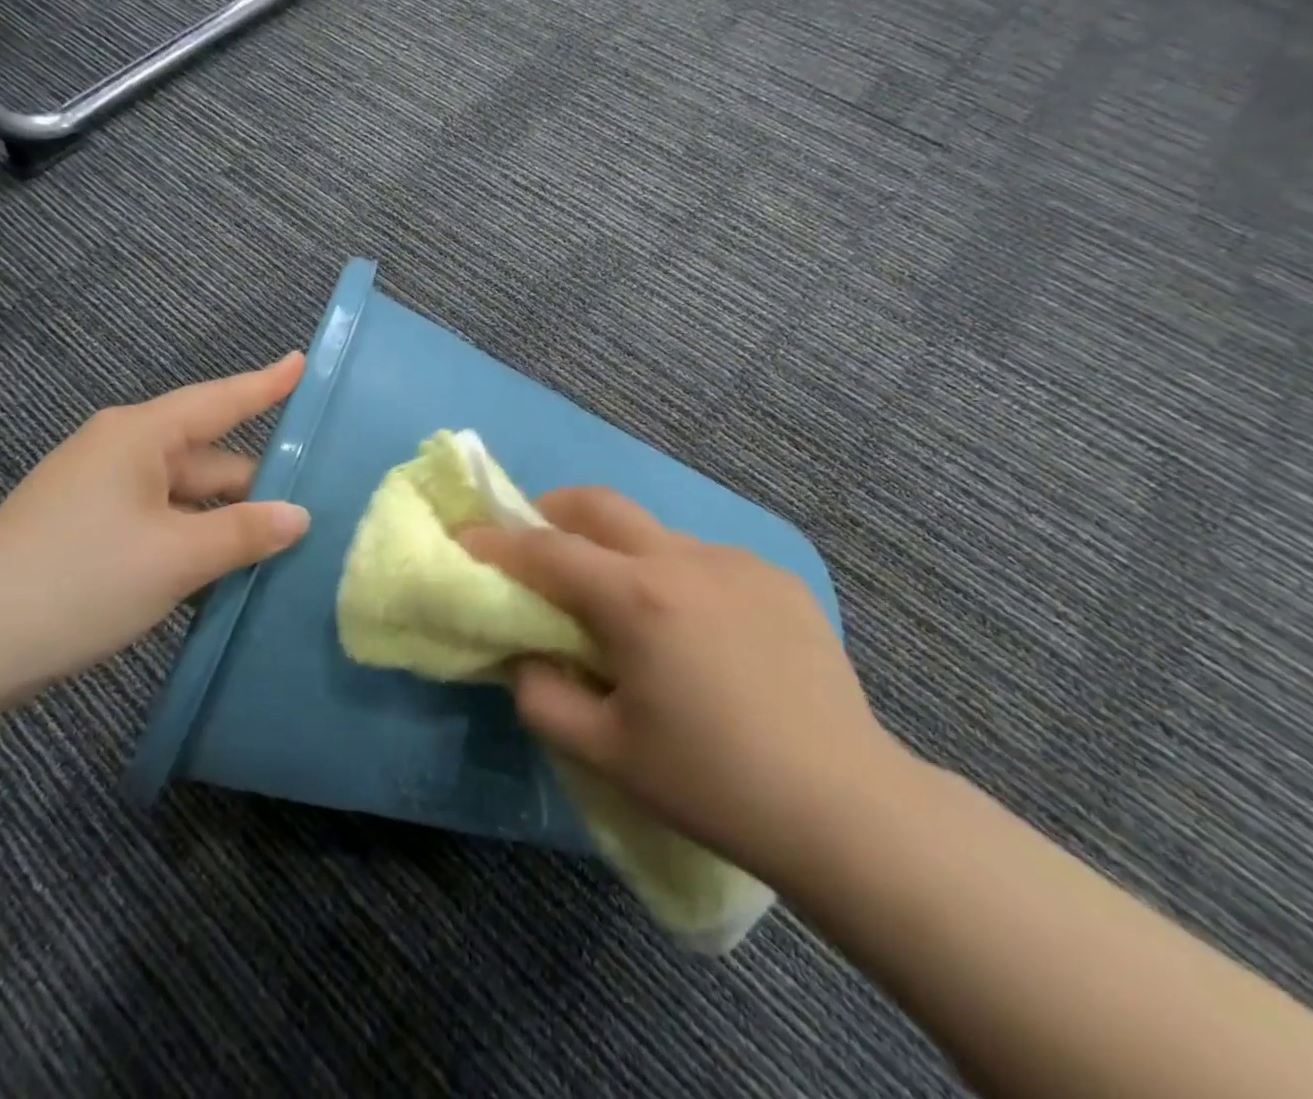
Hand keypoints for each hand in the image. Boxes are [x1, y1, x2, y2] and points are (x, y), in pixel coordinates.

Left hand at [0, 353, 311, 710]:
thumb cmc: (78, 581)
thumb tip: (299, 517)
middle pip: (208, 459)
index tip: (302, 362)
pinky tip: (219, 577)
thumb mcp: (175, 559)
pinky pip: (159, 523)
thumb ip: (245, 533)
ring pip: (184, 498)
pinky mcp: (87, 530)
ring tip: (277, 553)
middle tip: (313, 514)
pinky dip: (191, 543)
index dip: (266, 384)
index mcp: (139, 437)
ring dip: (223, 524)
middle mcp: (120, 452)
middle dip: (255, 488)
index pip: (220, 400)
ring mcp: (100, 492)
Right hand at [460, 486, 906, 891]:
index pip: (547, 550)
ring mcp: (737, 562)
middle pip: (600, 504)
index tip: (466, 540)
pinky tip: (694, 631)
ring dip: (619, 551)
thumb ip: (542, 696)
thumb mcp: (606, 751)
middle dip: (552, 510)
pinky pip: (704, 560)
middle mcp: (684, 559)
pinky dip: (674, 576)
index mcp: (638, 598)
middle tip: (533, 539)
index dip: (498, 543)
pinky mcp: (776, 578)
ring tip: (622, 606)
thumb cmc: (713, 783)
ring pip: (654, 533)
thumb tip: (524, 655)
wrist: (846, 806)